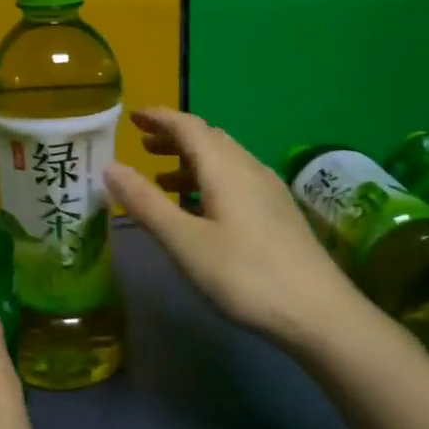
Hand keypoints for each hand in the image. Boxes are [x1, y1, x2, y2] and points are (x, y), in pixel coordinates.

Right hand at [105, 108, 359, 345]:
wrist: (318, 312)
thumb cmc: (243, 274)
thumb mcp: (184, 241)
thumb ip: (145, 202)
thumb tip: (110, 166)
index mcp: (225, 167)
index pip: (188, 126)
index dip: (159, 118)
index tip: (132, 116)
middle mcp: (249, 168)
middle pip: (208, 139)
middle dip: (174, 137)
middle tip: (142, 144)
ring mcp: (268, 191)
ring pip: (224, 161)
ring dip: (190, 162)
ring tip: (161, 178)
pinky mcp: (278, 213)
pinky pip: (236, 180)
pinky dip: (208, 181)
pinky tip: (200, 209)